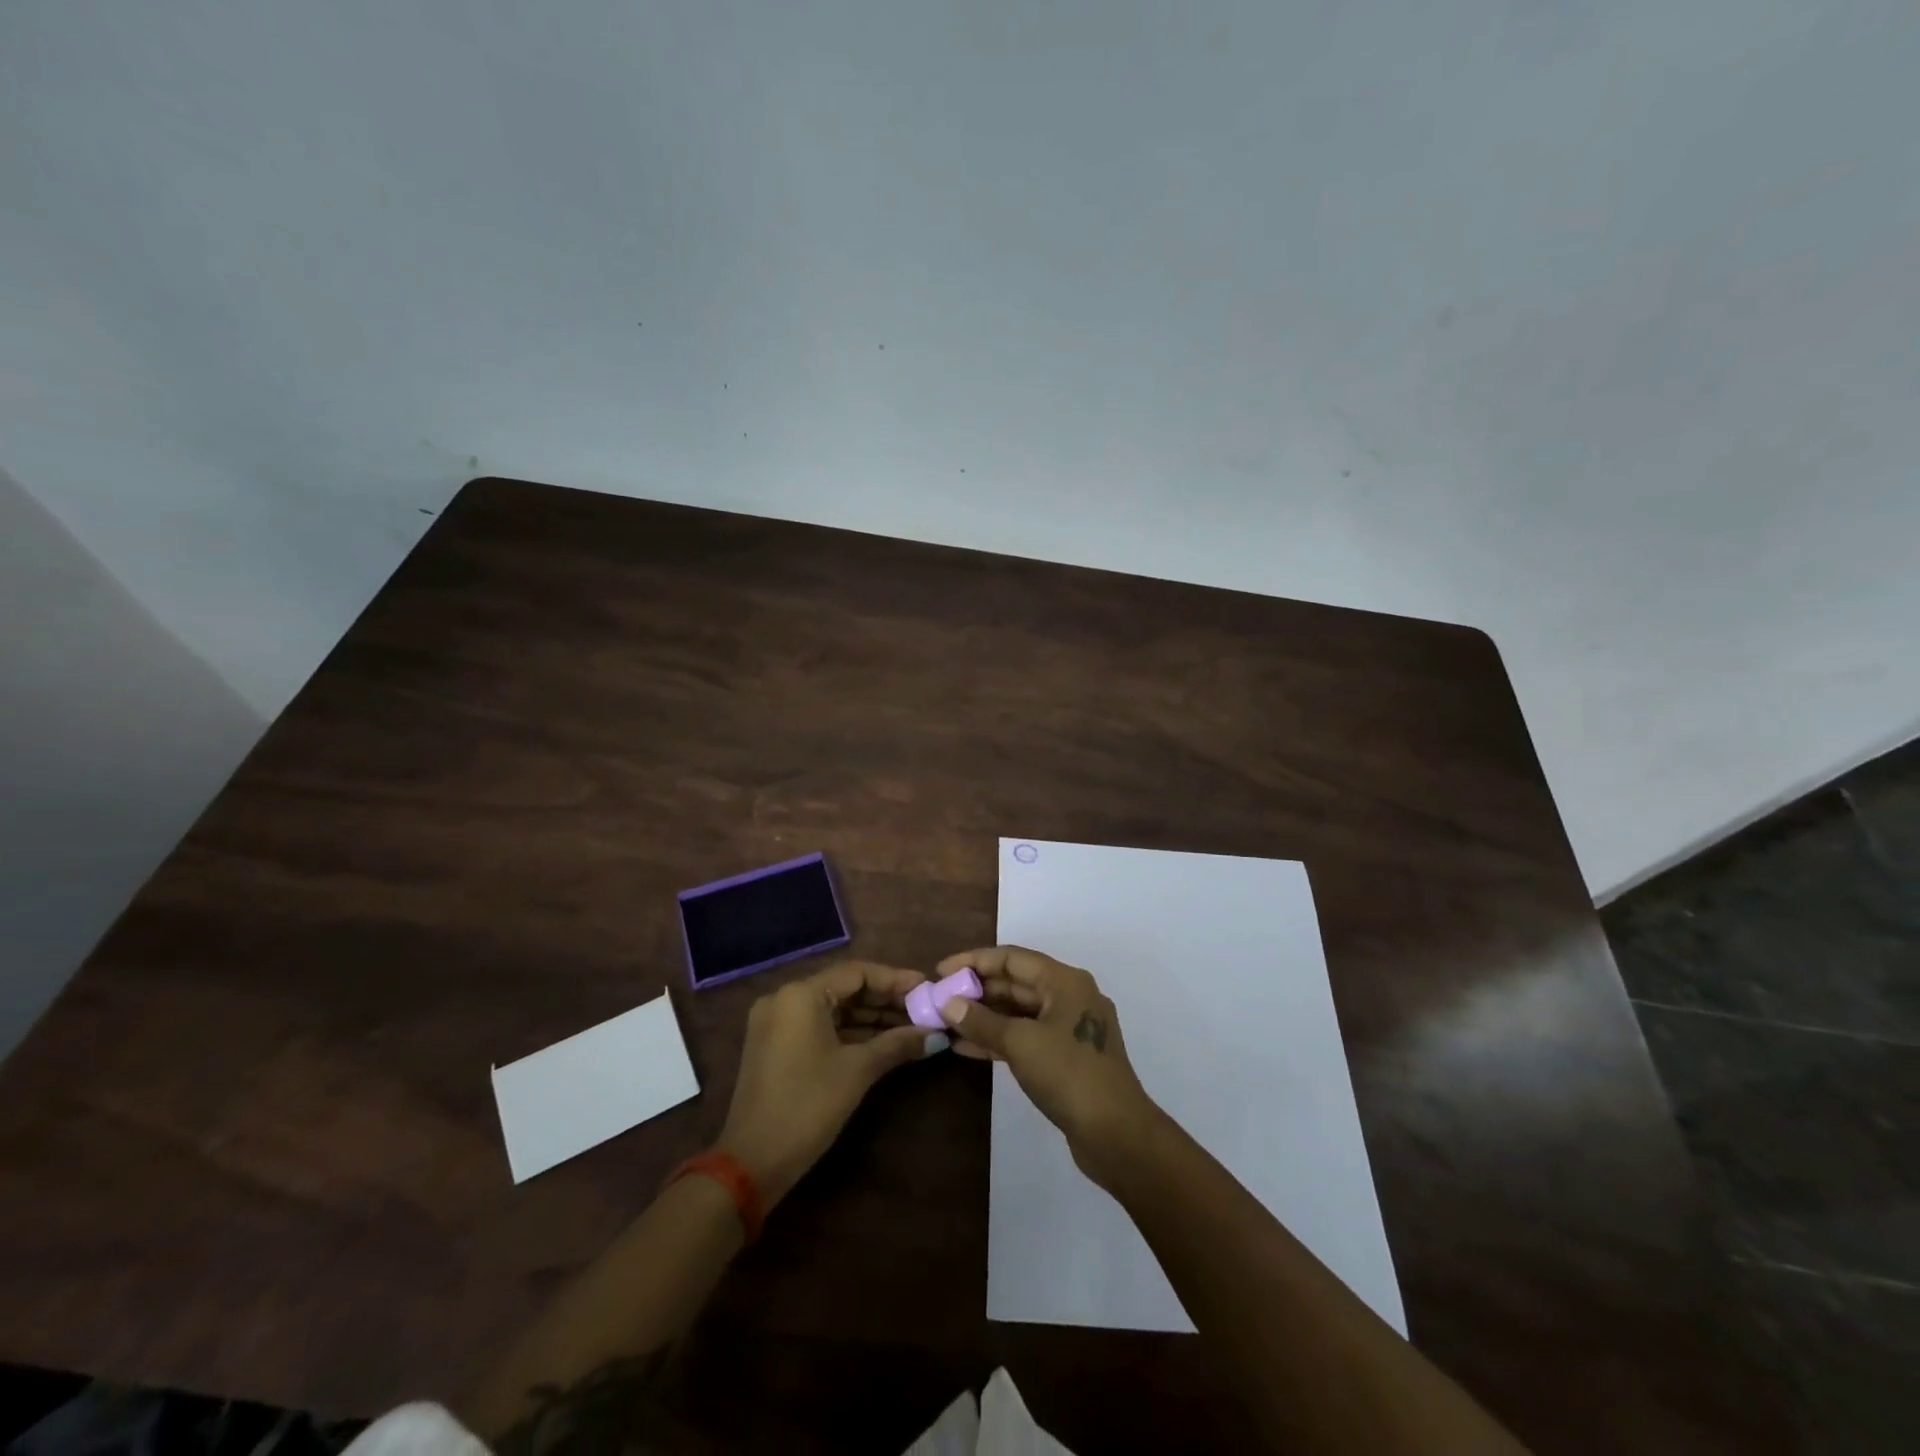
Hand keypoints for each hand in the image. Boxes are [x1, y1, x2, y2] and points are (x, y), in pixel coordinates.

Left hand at [715, 961, 942, 1206]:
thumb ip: (898, 1044)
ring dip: (870, 1017)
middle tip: (922, 1008)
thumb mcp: (858, 1070)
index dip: (895, 979)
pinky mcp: (775, 1045)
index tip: (926, 987)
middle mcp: (785, 998)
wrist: (752, 1163)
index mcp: (801, 994)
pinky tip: (882, 1041)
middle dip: (885, 999)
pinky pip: (819, 1026)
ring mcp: (776, 1022)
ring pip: (833, 1008)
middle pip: (845, 988)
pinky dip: (849, 1032)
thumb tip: (936, 1035)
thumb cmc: (808, 1106)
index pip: (857, 972)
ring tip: (911, 1026)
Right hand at [933, 946, 1160, 1186]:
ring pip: (1018, 1012)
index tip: (940, 971)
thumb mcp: (1021, 1043)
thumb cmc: (1069, 1074)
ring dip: (983, 1016)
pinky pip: (1025, 1036)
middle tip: (939, 998)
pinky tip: (965, 1046)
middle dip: (976, 989)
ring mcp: (1069, 1028)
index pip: (1011, 958)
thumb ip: (982, 1021)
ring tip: (945, 1021)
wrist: (1117, 1134)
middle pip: (1015, 982)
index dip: (973, 961)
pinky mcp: (1065, 1057)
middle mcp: (1069, 996)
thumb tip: (948, 1003)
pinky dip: (997, 1039)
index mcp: (1065, 981)